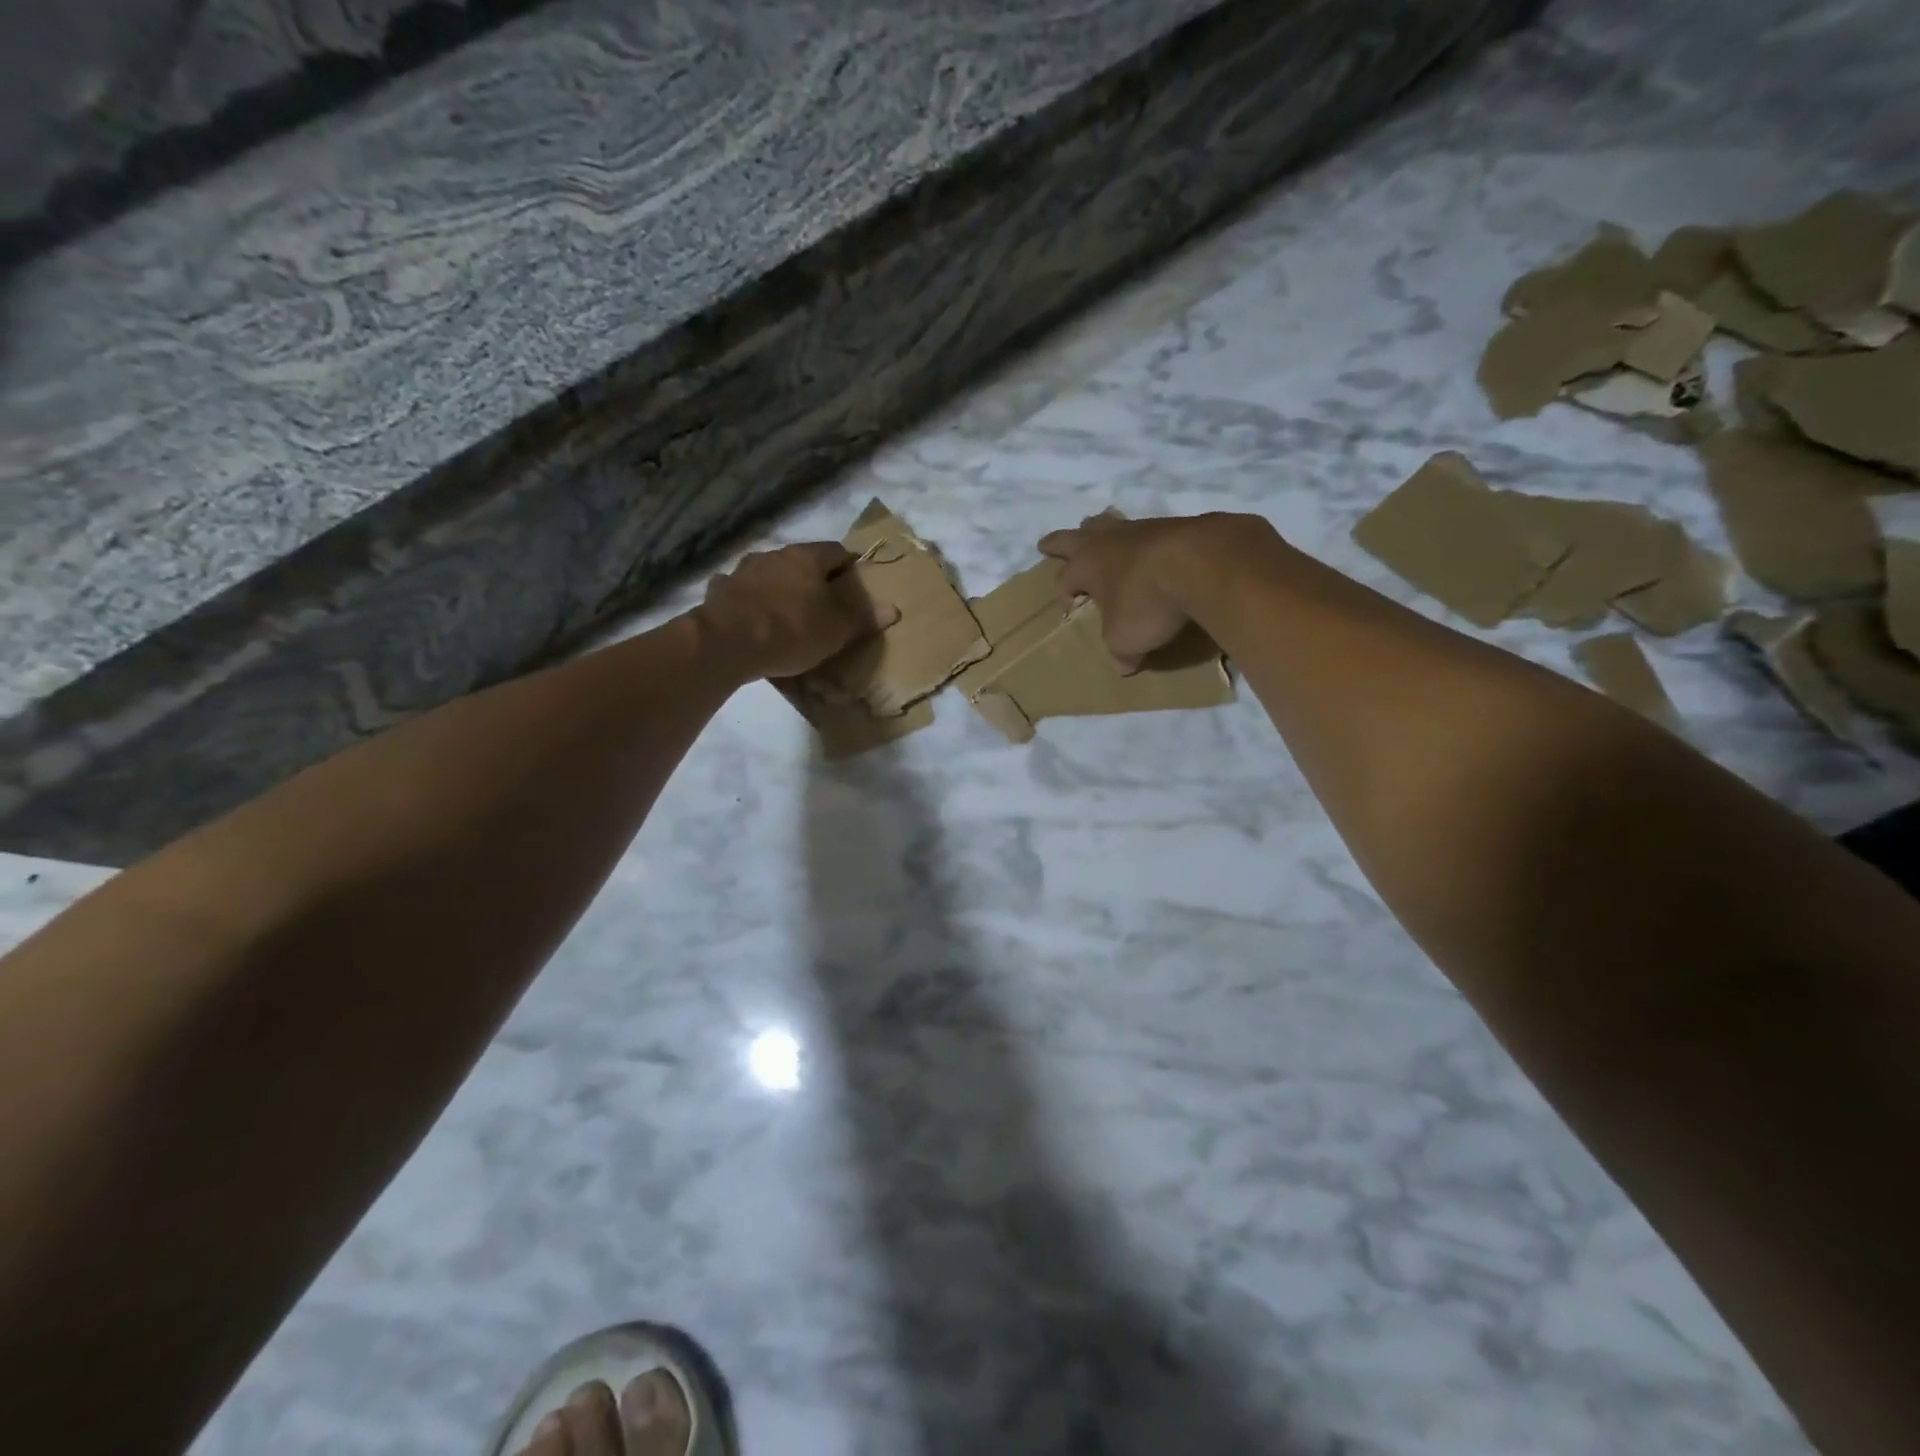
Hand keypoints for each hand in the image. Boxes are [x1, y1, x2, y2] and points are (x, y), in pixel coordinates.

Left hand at [694, 542, 898, 680]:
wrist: (728, 642)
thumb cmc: (792, 630)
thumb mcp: (837, 629)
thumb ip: (863, 617)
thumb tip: (893, 608)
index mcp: (807, 557)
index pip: (836, 551)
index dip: (848, 566)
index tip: (855, 584)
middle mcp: (774, 555)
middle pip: (800, 561)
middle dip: (812, 579)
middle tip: (822, 604)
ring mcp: (742, 571)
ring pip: (768, 573)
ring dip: (778, 587)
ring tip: (785, 612)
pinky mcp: (720, 591)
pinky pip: (739, 591)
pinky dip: (748, 600)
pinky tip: (750, 617)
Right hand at [1039, 513, 1255, 670]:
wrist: (1202, 562)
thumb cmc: (1148, 602)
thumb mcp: (1126, 639)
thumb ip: (1121, 651)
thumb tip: (1124, 665)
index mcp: (1086, 566)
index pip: (1064, 580)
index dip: (1063, 596)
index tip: (1072, 610)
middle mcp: (1107, 542)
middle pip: (1074, 537)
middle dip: (1059, 543)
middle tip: (1046, 544)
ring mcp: (1140, 528)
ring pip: (1110, 524)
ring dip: (1101, 530)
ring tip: (1099, 534)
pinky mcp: (1174, 524)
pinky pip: (1148, 530)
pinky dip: (1144, 540)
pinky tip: (1151, 549)